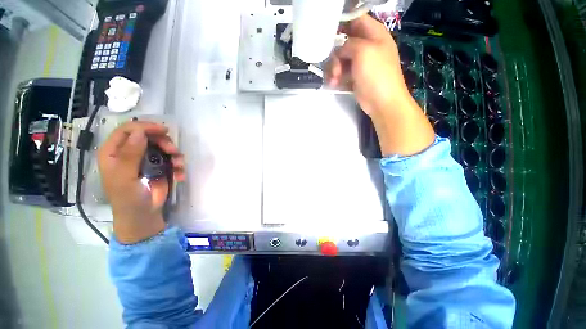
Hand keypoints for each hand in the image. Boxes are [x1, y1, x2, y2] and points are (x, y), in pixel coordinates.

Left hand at [97, 121, 185, 243]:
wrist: (144, 215)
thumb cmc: (128, 198)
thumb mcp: (125, 178)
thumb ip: (130, 155)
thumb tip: (139, 133)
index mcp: (114, 152)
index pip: (127, 130)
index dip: (145, 127)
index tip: (163, 130)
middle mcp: (130, 152)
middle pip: (148, 136)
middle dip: (163, 142)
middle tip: (173, 151)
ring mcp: (146, 159)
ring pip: (162, 146)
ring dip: (174, 154)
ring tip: (179, 165)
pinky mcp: (160, 166)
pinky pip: (172, 159)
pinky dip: (179, 165)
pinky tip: (180, 175)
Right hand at [326, 15, 434, 155]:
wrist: (382, 102)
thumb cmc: (376, 74)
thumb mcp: (363, 51)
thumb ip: (349, 44)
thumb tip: (340, 48)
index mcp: (374, 33)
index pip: (356, 19)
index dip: (341, 23)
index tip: (327, 33)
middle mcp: (367, 46)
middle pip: (345, 42)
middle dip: (335, 54)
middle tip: (334, 67)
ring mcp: (361, 62)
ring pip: (341, 58)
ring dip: (334, 68)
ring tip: (333, 80)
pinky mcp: (355, 76)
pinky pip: (342, 71)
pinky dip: (336, 77)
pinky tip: (334, 84)